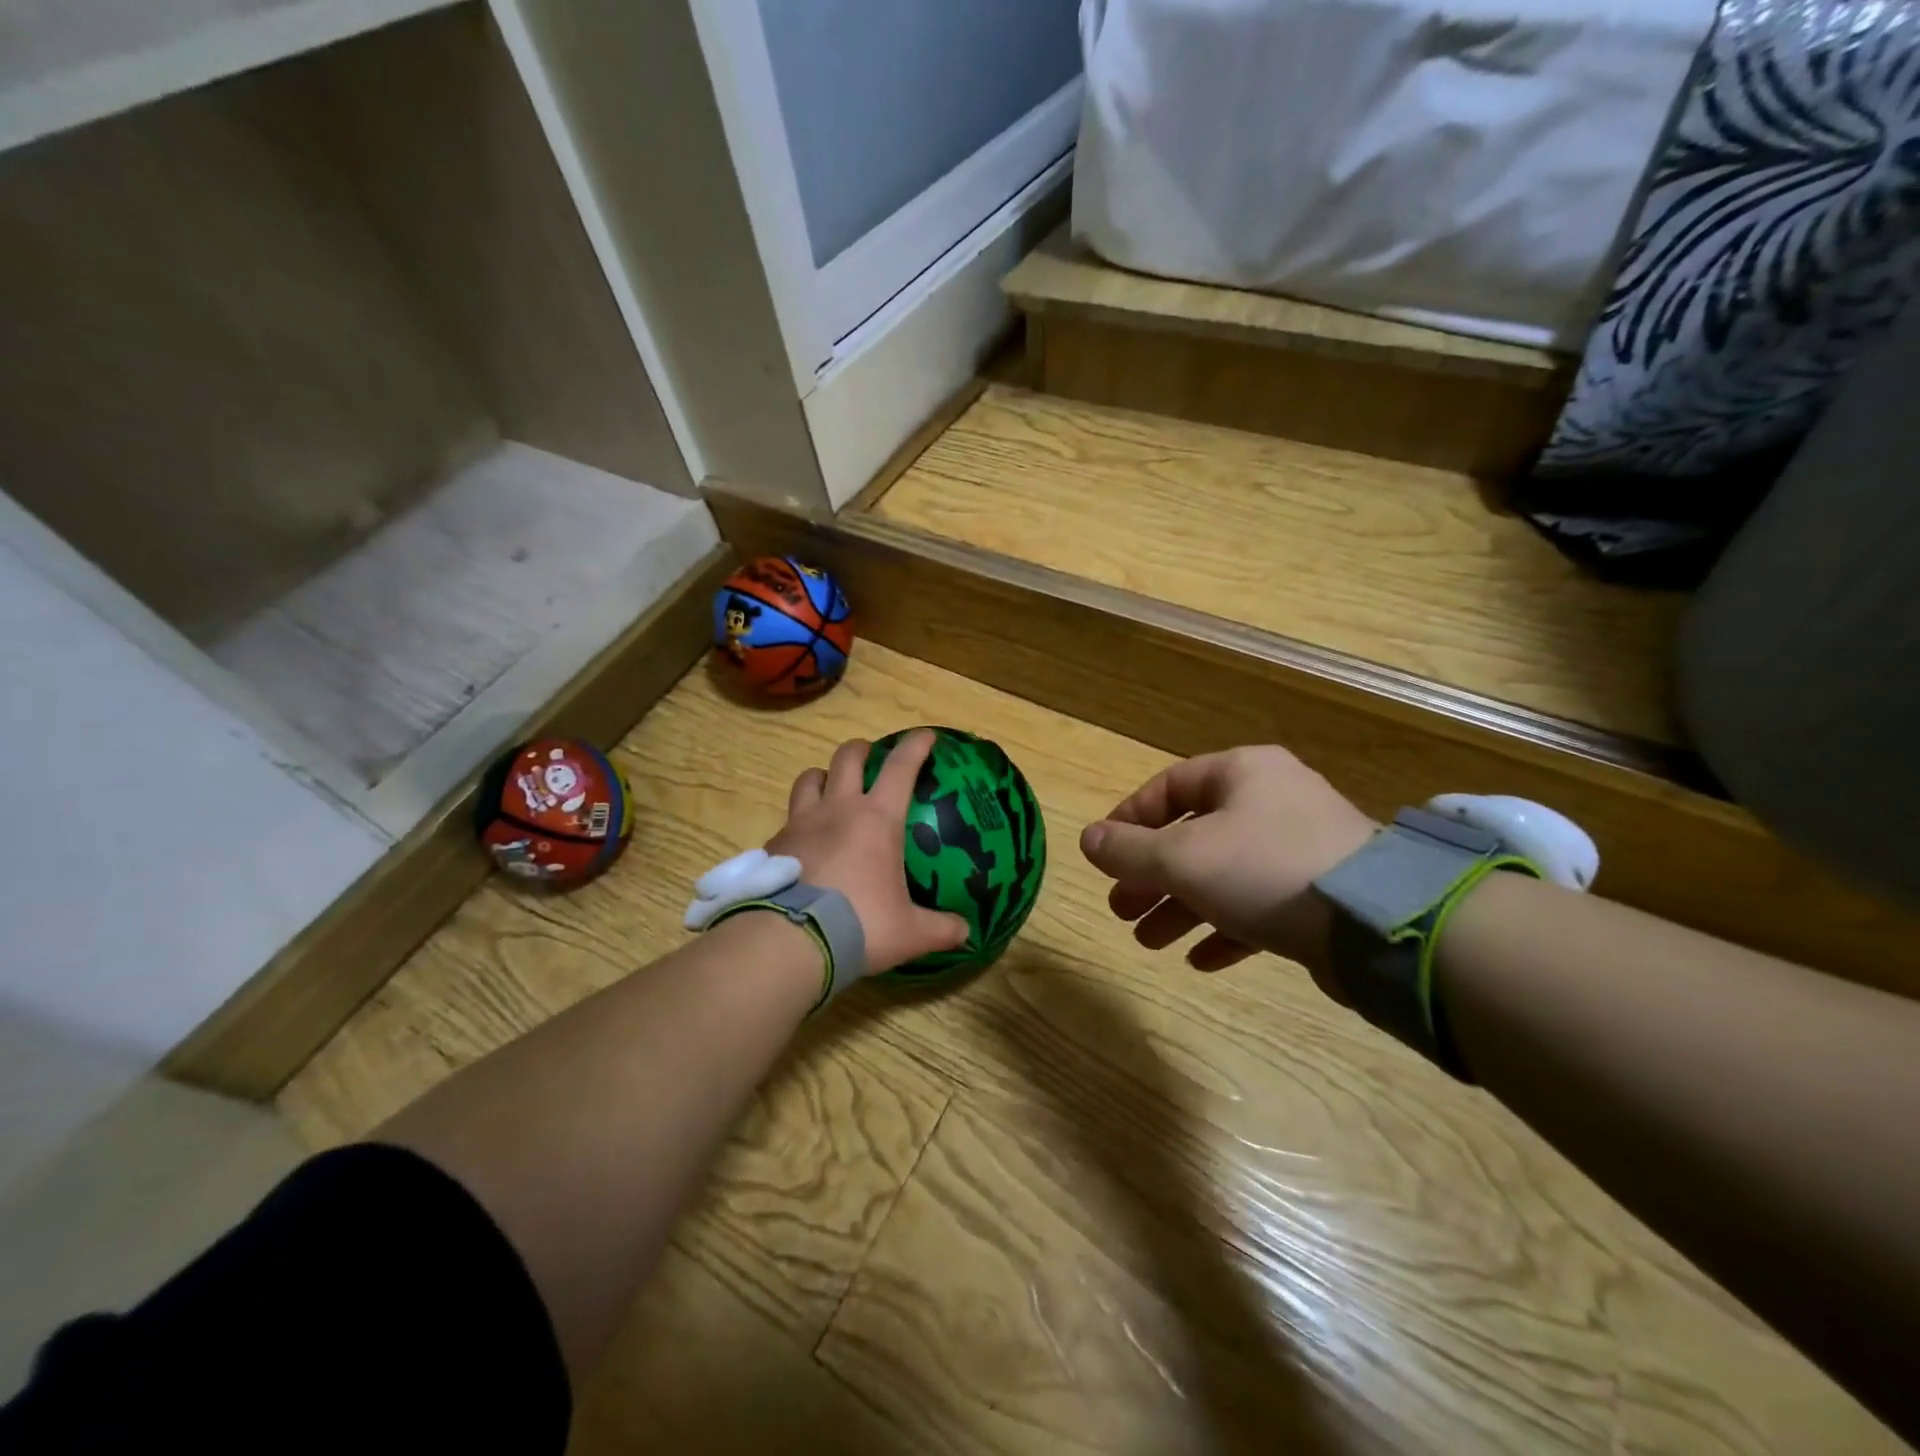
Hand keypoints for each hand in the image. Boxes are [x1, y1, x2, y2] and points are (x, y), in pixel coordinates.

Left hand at [770, 729, 969, 975]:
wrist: (792, 941)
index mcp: (878, 819)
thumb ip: (941, 929)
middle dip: (862, 749)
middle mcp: (838, 809)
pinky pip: (788, 819)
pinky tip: (804, 842)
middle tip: (870, 757)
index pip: (901, 767)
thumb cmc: (861, 925)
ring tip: (830, 789)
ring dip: (822, 776)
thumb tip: (966, 933)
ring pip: (809, 778)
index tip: (926, 735)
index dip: (916, 746)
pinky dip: (799, 822)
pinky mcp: (775, 844)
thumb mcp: (909, 933)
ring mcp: (801, 823)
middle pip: (847, 757)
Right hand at [1080, 746, 1374, 972]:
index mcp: (1241, 774)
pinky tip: (1199, 959)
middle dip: (1151, 876)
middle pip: (1193, 836)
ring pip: (1222, 874)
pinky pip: (1258, 904)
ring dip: (1181, 907)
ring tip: (1147, 941)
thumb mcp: (1182, 858)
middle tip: (1121, 909)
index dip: (1129, 820)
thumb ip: (1129, 850)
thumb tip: (1086, 840)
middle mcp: (1271, 801)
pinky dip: (1225, 928)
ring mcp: (1300, 848)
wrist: (1377, 923)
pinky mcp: (1319, 893)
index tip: (1103, 855)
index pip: (1169, 787)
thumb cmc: (1264, 869)